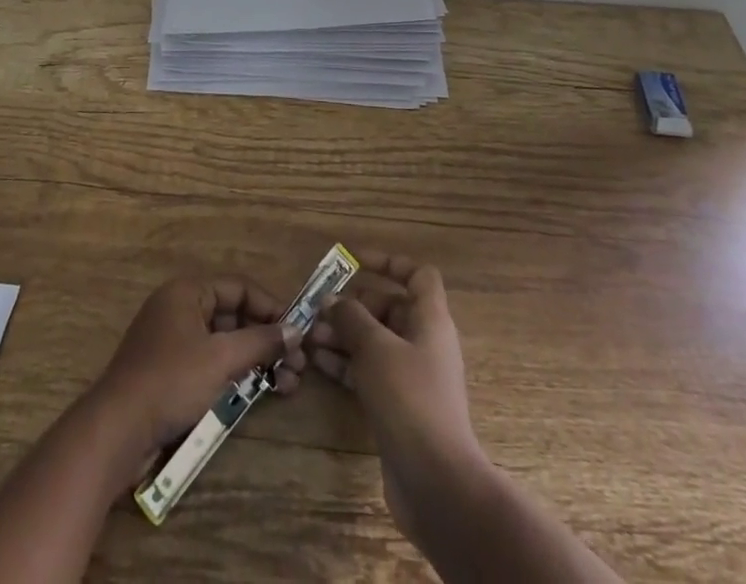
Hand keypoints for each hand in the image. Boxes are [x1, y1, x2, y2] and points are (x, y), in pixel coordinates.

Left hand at [89, 274, 304, 473]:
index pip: (239, 287)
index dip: (270, 307)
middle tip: (299, 365)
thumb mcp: (220, 358)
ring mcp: (174, 342)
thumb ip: (260, 341)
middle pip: (234, 316)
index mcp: (187, 292)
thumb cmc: (171, 381)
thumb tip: (296, 330)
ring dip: (257, 361)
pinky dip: (236, 375)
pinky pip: (212, 364)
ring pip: (225, 343)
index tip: (299, 331)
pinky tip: (260, 393)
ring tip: (288, 384)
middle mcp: (180, 309)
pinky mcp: (172, 373)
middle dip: (267, 339)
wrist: (117, 430)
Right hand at [307, 254, 483, 543]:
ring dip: (344, 335)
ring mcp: (412, 378)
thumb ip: (351, 318)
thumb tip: (332, 301)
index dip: (389, 262)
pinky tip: (318, 364)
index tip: (355, 261)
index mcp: (430, 320)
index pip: (418, 275)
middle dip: (353, 305)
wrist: (436, 483)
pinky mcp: (399, 407)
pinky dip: (346, 364)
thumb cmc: (409, 399)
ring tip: (309, 337)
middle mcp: (424, 343)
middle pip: (389, 308)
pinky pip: (370, 372)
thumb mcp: (375, 348)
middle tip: (318, 309)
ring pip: (375, 342)